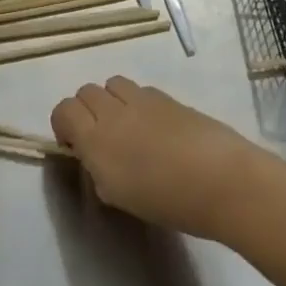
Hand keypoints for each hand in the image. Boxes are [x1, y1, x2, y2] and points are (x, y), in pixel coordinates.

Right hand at [50, 77, 275, 241]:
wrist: (222, 180)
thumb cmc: (168, 200)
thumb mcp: (119, 195)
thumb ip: (99, 169)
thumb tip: (94, 155)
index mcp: (95, 139)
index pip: (63, 110)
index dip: (63, 124)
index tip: (75, 146)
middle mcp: (113, 111)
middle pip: (85, 91)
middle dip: (86, 110)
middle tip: (101, 137)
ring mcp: (142, 99)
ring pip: (112, 84)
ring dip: (111, 100)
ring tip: (127, 126)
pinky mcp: (167, 96)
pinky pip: (139, 90)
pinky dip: (137, 102)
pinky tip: (155, 127)